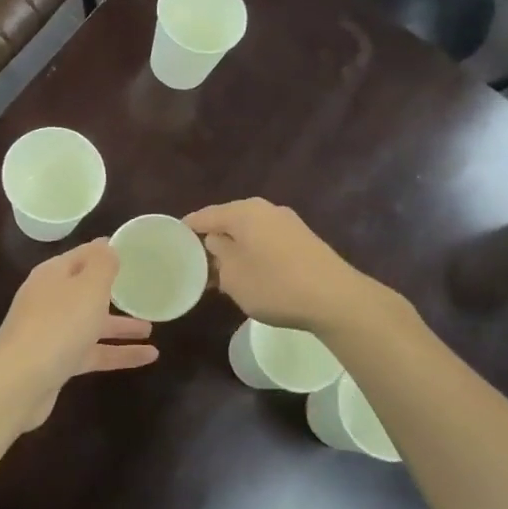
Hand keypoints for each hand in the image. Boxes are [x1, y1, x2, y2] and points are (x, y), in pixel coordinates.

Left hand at [0, 240, 155, 430]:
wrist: (20, 382)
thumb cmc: (59, 324)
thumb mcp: (88, 286)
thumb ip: (102, 264)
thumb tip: (106, 246)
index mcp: (53, 275)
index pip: (82, 255)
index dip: (104, 252)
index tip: (130, 251)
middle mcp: (49, 300)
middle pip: (85, 291)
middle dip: (113, 292)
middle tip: (141, 291)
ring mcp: (51, 333)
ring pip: (91, 324)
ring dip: (120, 326)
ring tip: (151, 329)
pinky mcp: (57, 362)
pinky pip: (94, 352)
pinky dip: (119, 353)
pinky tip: (148, 358)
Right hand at [185, 199, 375, 333]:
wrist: (335, 299)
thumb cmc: (275, 285)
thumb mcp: (234, 275)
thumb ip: (218, 254)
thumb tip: (216, 241)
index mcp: (243, 212)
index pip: (205, 215)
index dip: (187, 228)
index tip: (172, 241)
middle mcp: (266, 209)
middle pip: (229, 221)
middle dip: (213, 240)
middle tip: (196, 262)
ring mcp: (288, 223)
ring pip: (250, 233)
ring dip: (235, 249)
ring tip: (221, 273)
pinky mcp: (304, 241)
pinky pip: (268, 242)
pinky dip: (254, 254)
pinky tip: (251, 275)